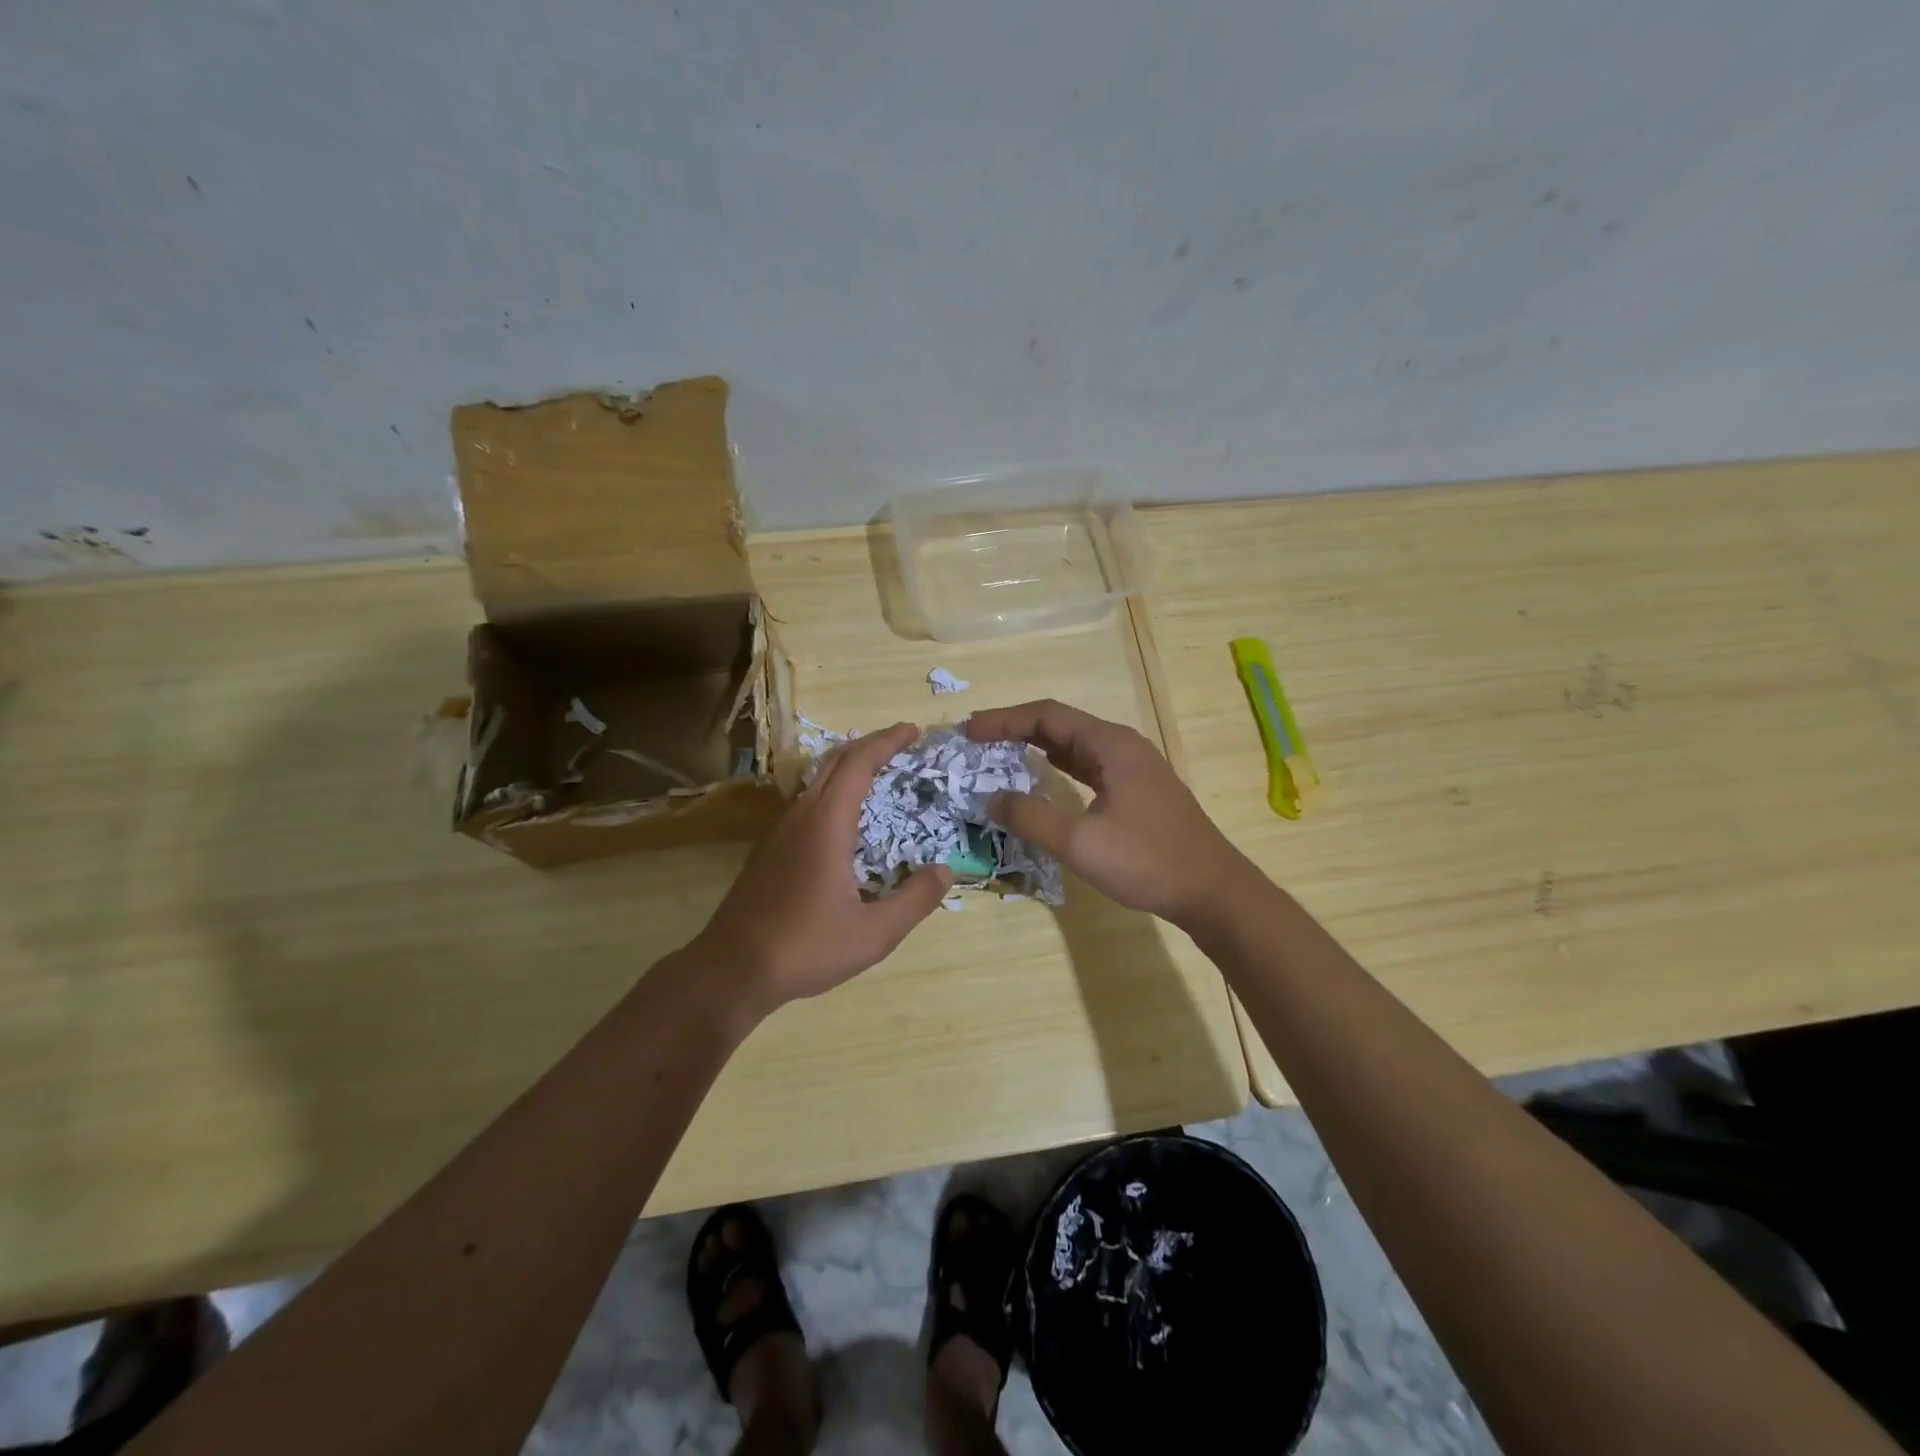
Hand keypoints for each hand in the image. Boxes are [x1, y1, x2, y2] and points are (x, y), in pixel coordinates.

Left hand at [696, 721, 954, 1010]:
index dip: (886, 741)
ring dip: (847, 768)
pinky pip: (805, 803)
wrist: (731, 970)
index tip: (912, 730)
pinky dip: (832, 792)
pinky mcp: (768, 850)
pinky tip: (844, 822)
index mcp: (826, 825)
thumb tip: (945, 871)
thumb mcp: (873, 934)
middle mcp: (800, 817)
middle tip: (900, 745)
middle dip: (868, 746)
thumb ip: (915, 901)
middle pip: (834, 762)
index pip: (858, 764)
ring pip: (815, 781)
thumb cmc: (805, 948)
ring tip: (878, 776)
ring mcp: (778, 832)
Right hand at [966, 699, 1251, 927]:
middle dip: (1016, 729)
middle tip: (976, 741)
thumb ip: (1031, 817)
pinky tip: (1042, 776)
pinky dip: (1057, 766)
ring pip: (1075, 745)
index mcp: (1111, 745)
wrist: (1212, 891)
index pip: (1047, 716)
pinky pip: (1088, 765)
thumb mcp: (1081, 842)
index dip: (1004, 720)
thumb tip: (991, 798)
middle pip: (1060, 724)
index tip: (968, 731)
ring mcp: (1133, 768)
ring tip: (998, 753)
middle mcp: (1122, 746)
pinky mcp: (1137, 790)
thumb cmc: (1147, 861)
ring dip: (1036, 746)